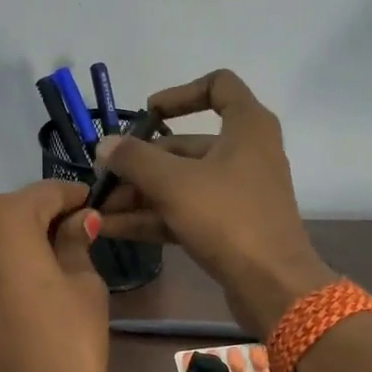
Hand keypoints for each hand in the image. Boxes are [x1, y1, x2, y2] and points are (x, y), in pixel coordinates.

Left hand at [0, 180, 107, 371]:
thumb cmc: (63, 346)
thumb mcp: (85, 287)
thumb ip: (77, 243)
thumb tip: (80, 221)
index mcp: (3, 219)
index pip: (47, 192)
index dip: (77, 198)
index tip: (102, 208)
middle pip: (19, 212)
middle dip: (52, 220)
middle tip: (89, 239)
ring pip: (1, 238)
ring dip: (31, 243)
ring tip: (68, 265)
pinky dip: (12, 264)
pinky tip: (40, 285)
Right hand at [95, 70, 333, 333]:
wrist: (273, 285)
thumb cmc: (228, 218)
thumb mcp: (173, 183)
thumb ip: (134, 159)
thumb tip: (105, 145)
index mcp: (247, 126)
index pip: (218, 86)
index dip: (180, 93)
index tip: (147, 113)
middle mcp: (245, 153)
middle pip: (185, 145)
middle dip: (139, 163)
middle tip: (101, 181)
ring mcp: (237, 192)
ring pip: (181, 182)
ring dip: (139, 194)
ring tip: (98, 210)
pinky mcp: (229, 226)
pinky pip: (184, 211)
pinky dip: (153, 217)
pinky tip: (113, 229)